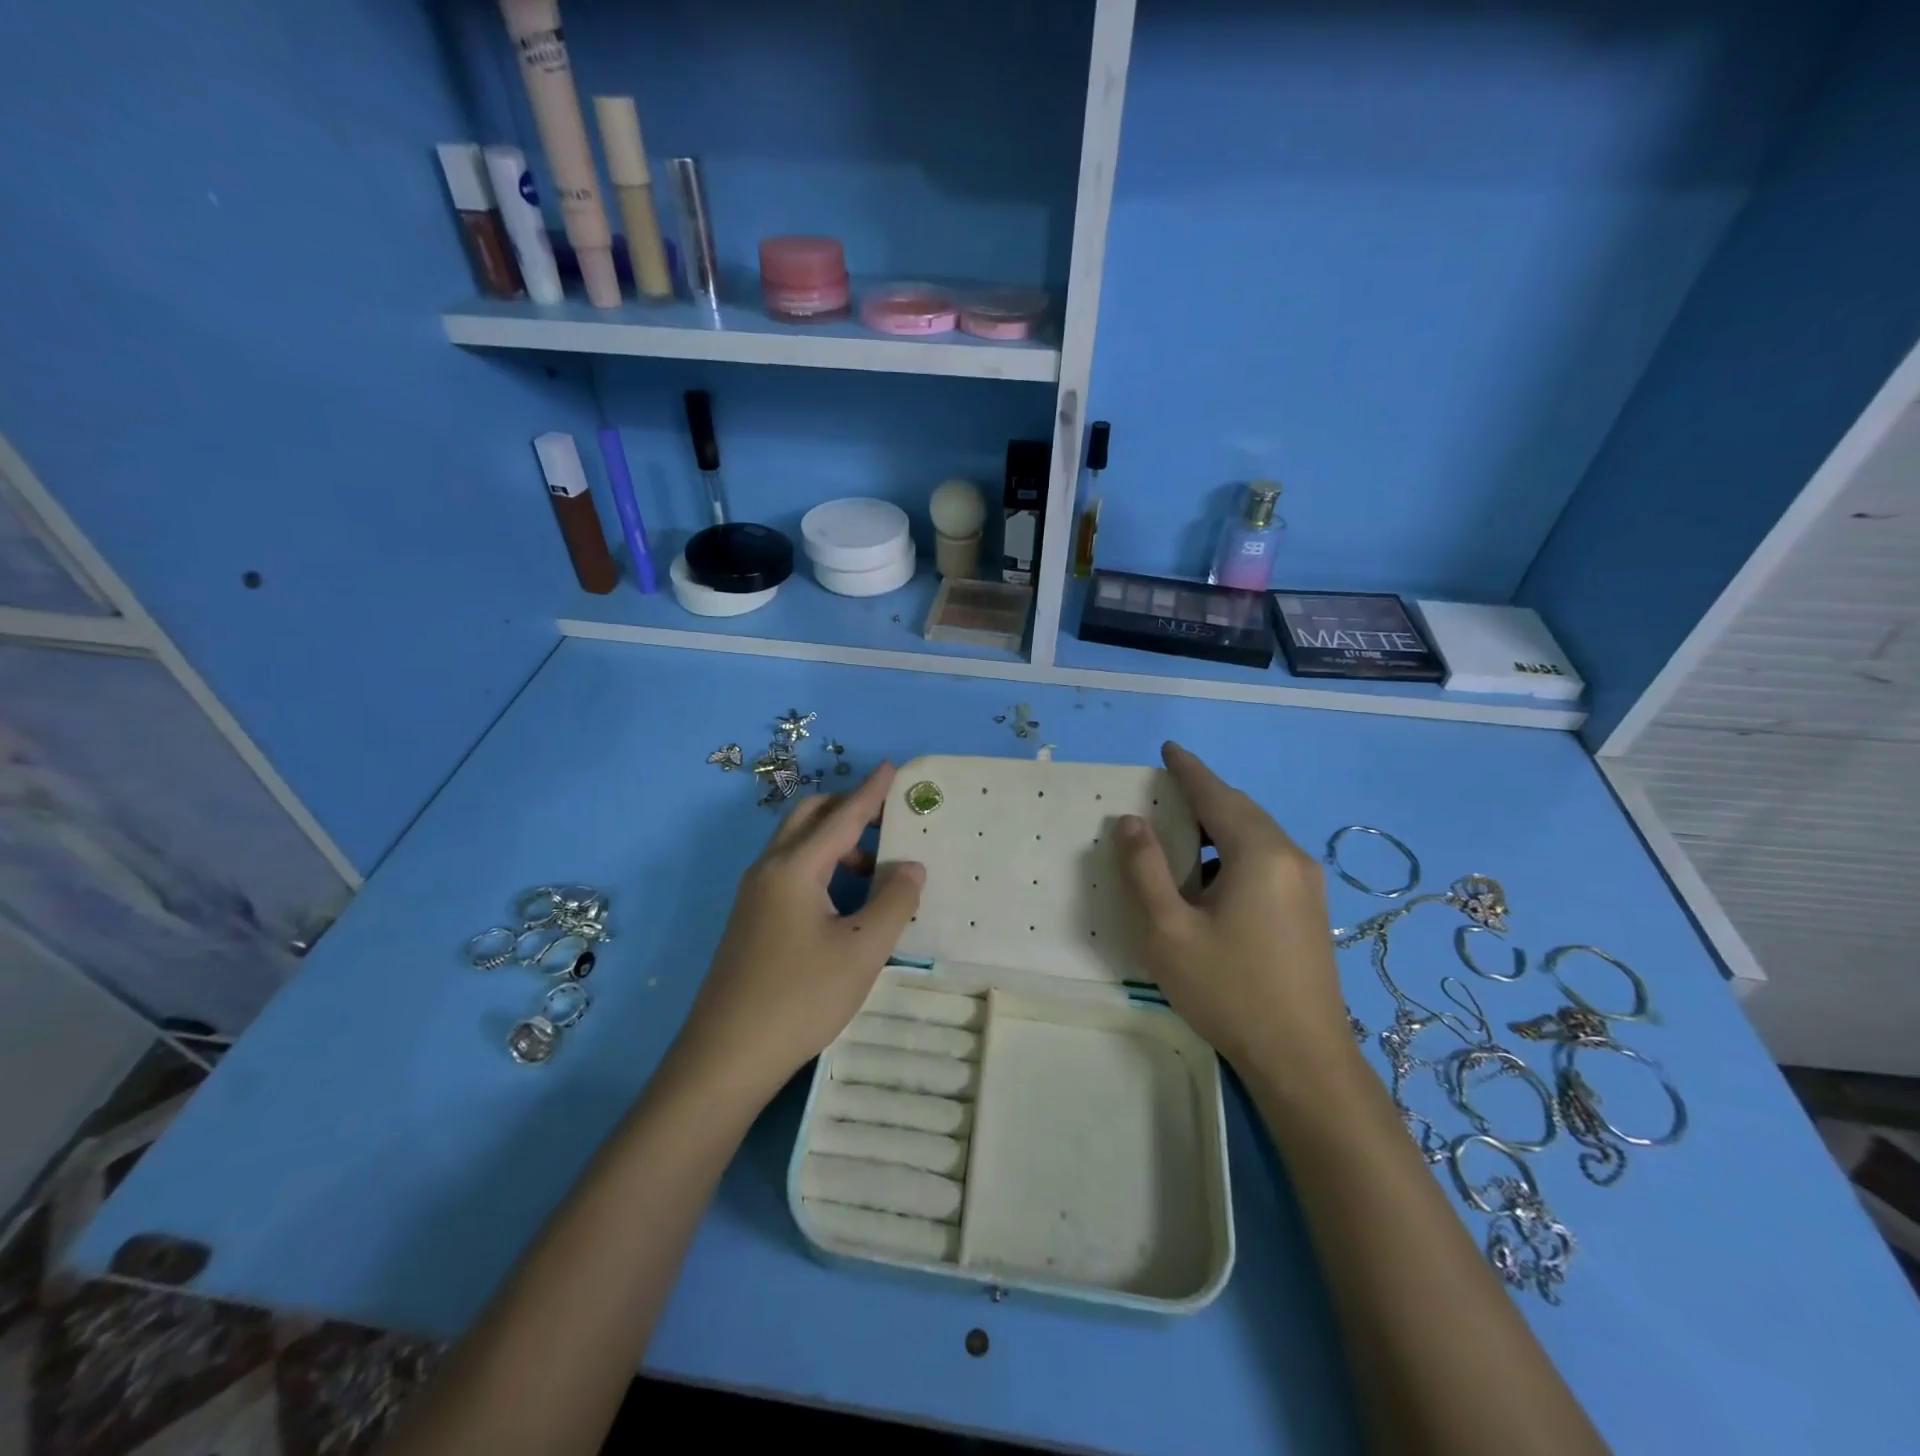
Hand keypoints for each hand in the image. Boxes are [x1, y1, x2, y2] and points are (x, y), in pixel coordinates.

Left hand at [673, 764, 925, 1105]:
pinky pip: (789, 870)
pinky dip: (820, 865)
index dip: (871, 792)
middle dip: (848, 808)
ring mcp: (753, 895)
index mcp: (795, 868)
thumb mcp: (862, 950)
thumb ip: (894, 901)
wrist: (726, 1056)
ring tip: (875, 869)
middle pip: (809, 817)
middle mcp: (768, 869)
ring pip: (797, 845)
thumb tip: (911, 865)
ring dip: (835, 841)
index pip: (842, 816)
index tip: (892, 768)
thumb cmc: (800, 998)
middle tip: (887, 821)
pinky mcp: (750, 919)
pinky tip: (844, 900)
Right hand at [1116, 742, 1348, 1071]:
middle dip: (1203, 795)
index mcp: (1259, 854)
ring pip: (1256, 835)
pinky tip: (1211, 879)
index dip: (1187, 770)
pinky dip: (1234, 851)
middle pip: (1240, 810)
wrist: (1303, 1060)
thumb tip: (1131, 821)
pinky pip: (1267, 859)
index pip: (1216, 795)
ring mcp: (1308, 884)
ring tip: (1181, 834)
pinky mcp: (1311, 910)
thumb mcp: (1168, 930)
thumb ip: (1144, 869)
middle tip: (1165, 790)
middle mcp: (1291, 857)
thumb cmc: (1229, 990)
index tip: (1166, 748)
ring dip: (1218, 826)